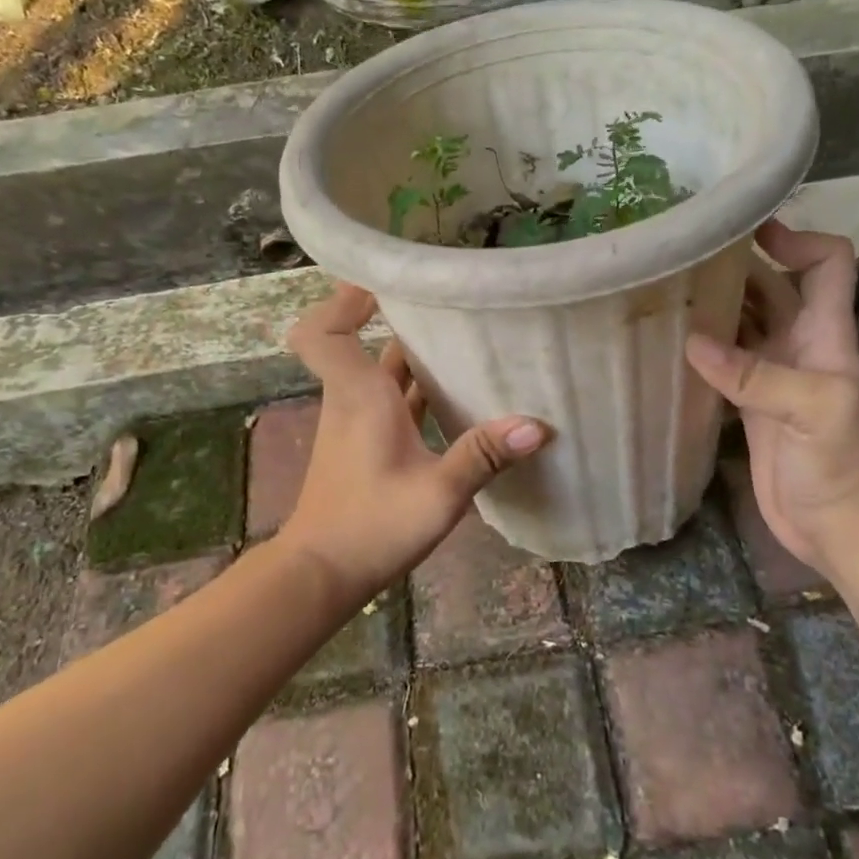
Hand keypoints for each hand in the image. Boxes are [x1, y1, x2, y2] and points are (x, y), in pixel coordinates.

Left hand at [277, 284, 550, 601]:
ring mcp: (357, 423)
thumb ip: (483, 455)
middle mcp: (353, 399)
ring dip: (416, 357)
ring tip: (468, 341)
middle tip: (453, 304)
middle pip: (365, 343)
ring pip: (383, 374)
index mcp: (359, 395)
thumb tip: (537, 425)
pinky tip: (459, 399)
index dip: (343, 301)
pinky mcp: (365, 446)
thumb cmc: (371, 526)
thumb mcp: (437, 493)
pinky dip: (417, 392)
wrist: (321, 575)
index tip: (384, 284)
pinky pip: (391, 402)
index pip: (323, 331)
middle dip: (403, 320)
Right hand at [686, 223, 858, 573]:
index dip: (797, 239)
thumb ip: (757, 376)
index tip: (749, 230)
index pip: (827, 265)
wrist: (844, 531)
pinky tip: (668, 345)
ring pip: (745, 324)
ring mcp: (775, 378)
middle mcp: (801, 346)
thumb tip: (692, 342)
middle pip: (775, 288)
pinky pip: (725, 365)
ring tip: (665, 290)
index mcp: (827, 335)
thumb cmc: (845, 468)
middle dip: (738, 265)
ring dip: (715, 305)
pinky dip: (701, 351)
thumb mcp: (813, 413)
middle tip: (683, 254)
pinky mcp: (752, 408)